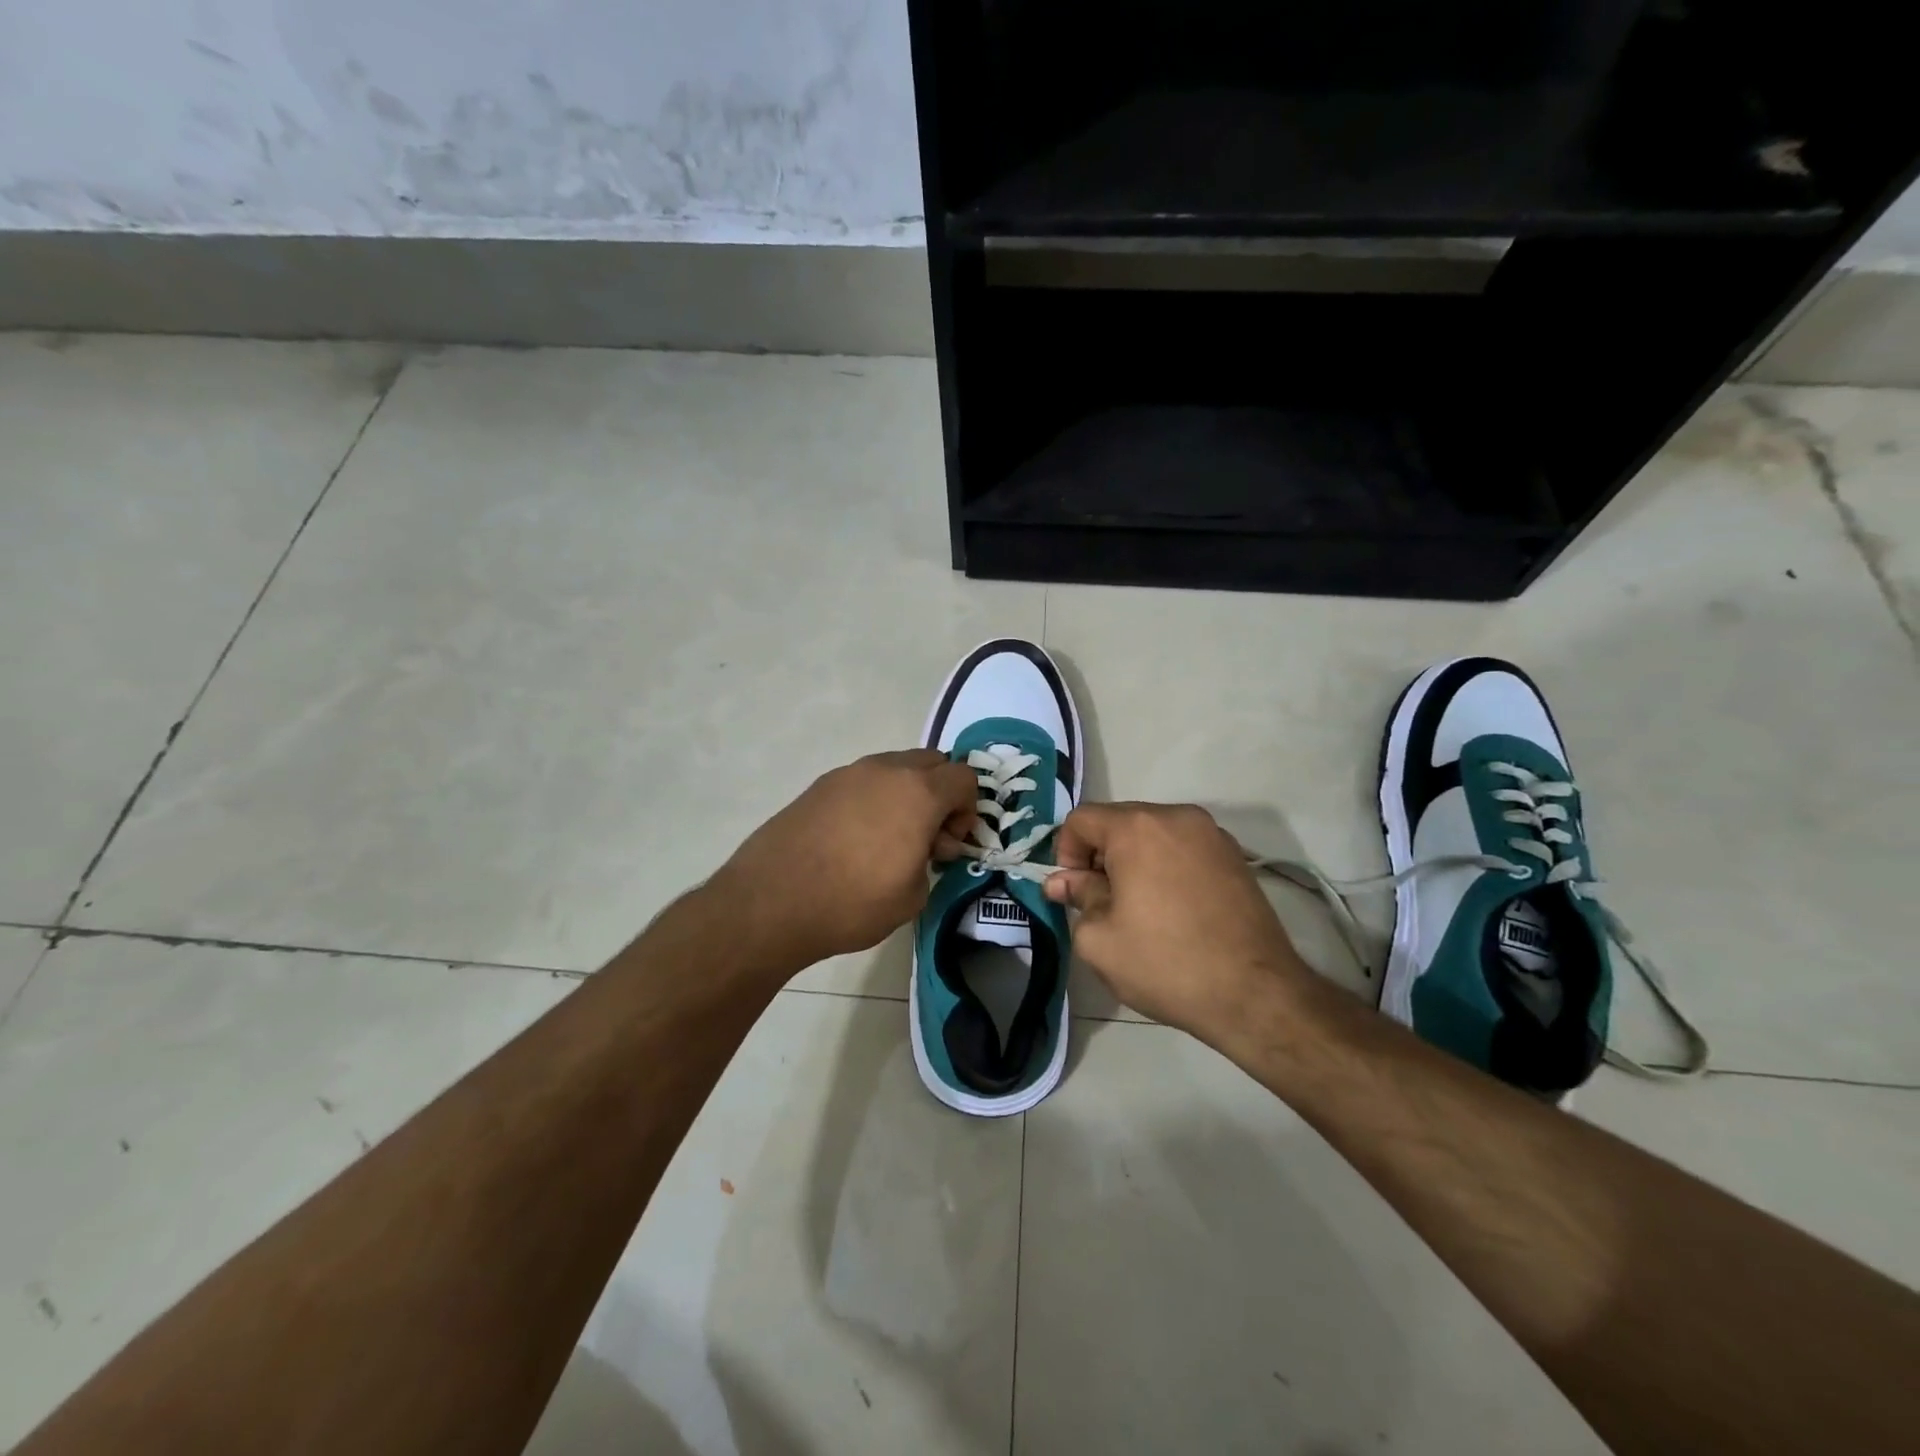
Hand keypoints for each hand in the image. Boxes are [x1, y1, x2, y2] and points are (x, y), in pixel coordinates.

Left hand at [717, 749, 977, 969]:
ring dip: (906, 794)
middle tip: (927, 837)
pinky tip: (855, 839)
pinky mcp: (819, 785)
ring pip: (895, 768)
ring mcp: (848, 773)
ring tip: (889, 839)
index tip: (949, 845)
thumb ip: (930, 861)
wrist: (771, 901)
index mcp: (918, 792)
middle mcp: (886, 770)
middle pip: (932, 762)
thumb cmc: (852, 902)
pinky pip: (863, 781)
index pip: (964, 777)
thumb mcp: (912, 896)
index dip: (968, 810)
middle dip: (940, 794)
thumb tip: (921, 848)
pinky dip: (873, 799)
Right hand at [1043, 802, 1312, 1042]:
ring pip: (1153, 834)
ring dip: (1134, 861)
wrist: (1255, 994)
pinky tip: (1172, 909)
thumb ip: (1077, 897)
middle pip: (1119, 822)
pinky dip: (1167, 867)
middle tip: (1102, 902)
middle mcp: (1176, 816)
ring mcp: (1212, 834)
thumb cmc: (1166, 963)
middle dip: (1100, 856)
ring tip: (1139, 908)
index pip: (1082, 819)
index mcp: (1136, 827)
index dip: (1065, 852)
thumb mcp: (1099, 939)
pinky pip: (1183, 848)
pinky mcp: (1235, 856)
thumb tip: (1064, 881)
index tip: (1074, 891)